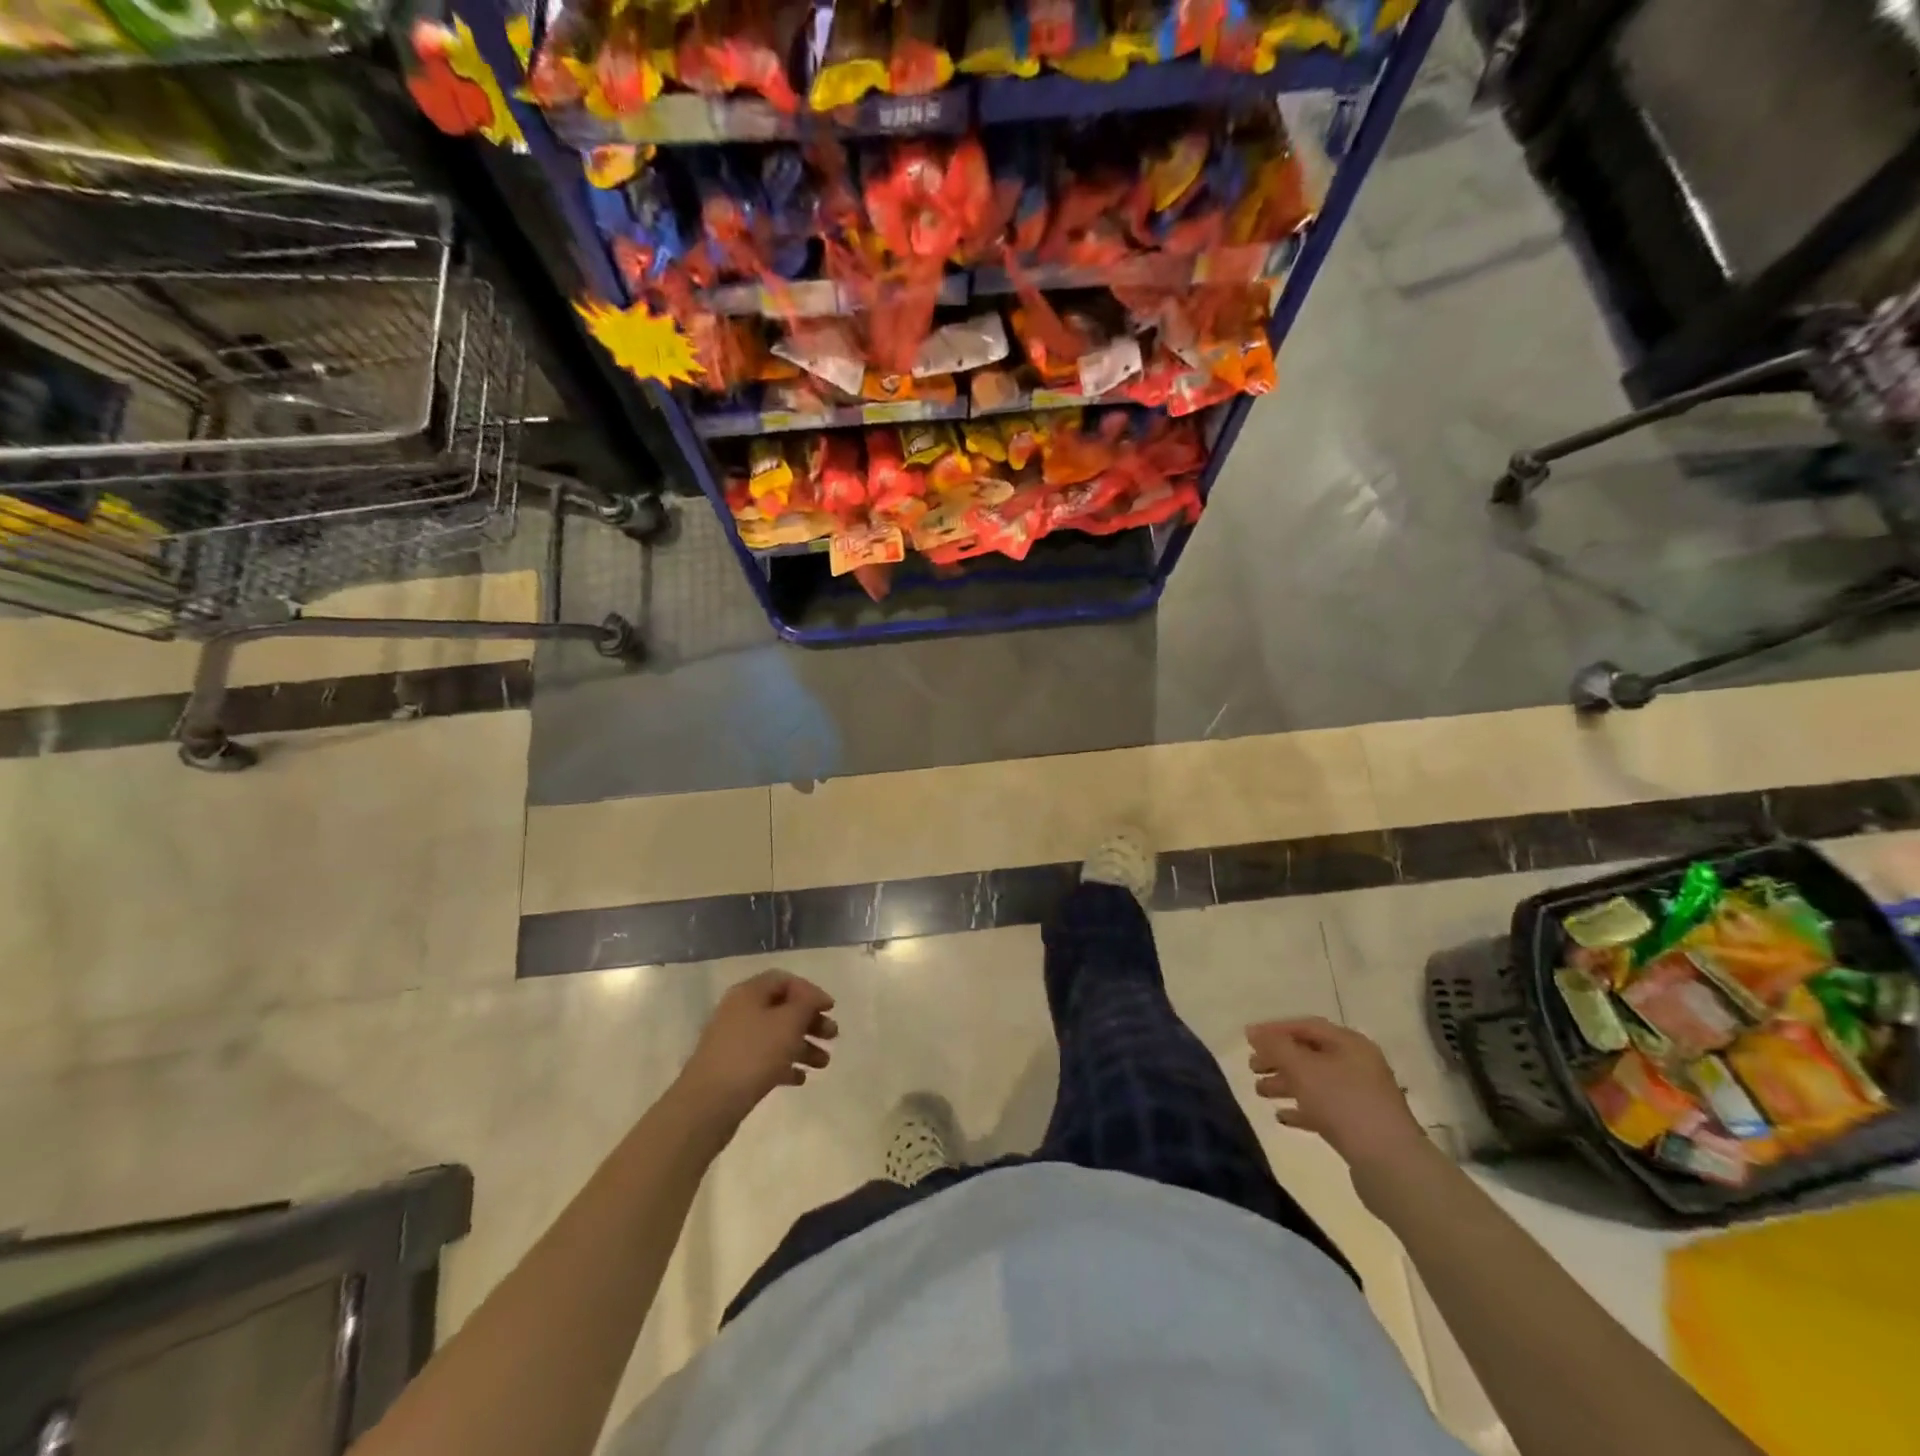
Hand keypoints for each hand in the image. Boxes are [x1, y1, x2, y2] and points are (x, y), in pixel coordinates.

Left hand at [678, 970, 837, 1128]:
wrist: (707, 1105)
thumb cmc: (752, 1055)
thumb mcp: (788, 1023)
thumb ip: (806, 1004)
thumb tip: (813, 997)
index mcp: (749, 993)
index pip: (785, 980)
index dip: (810, 991)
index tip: (830, 1008)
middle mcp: (739, 1011)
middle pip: (782, 1009)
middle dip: (810, 1021)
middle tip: (832, 1036)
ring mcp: (734, 1041)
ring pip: (776, 1036)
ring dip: (802, 1046)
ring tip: (823, 1064)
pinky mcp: (733, 1068)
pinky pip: (764, 1059)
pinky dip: (784, 1065)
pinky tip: (800, 1079)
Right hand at [1245, 1017, 1426, 1171]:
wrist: (1390, 1164)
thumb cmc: (1343, 1103)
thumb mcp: (1302, 1068)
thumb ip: (1275, 1046)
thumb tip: (1252, 1031)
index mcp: (1350, 1044)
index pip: (1306, 1026)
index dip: (1275, 1030)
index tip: (1248, 1040)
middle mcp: (1358, 1065)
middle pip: (1310, 1054)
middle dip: (1278, 1059)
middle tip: (1252, 1068)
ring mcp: (1361, 1096)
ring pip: (1315, 1082)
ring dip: (1286, 1084)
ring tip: (1259, 1092)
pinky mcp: (1360, 1125)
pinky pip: (1324, 1108)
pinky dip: (1302, 1109)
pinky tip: (1282, 1117)